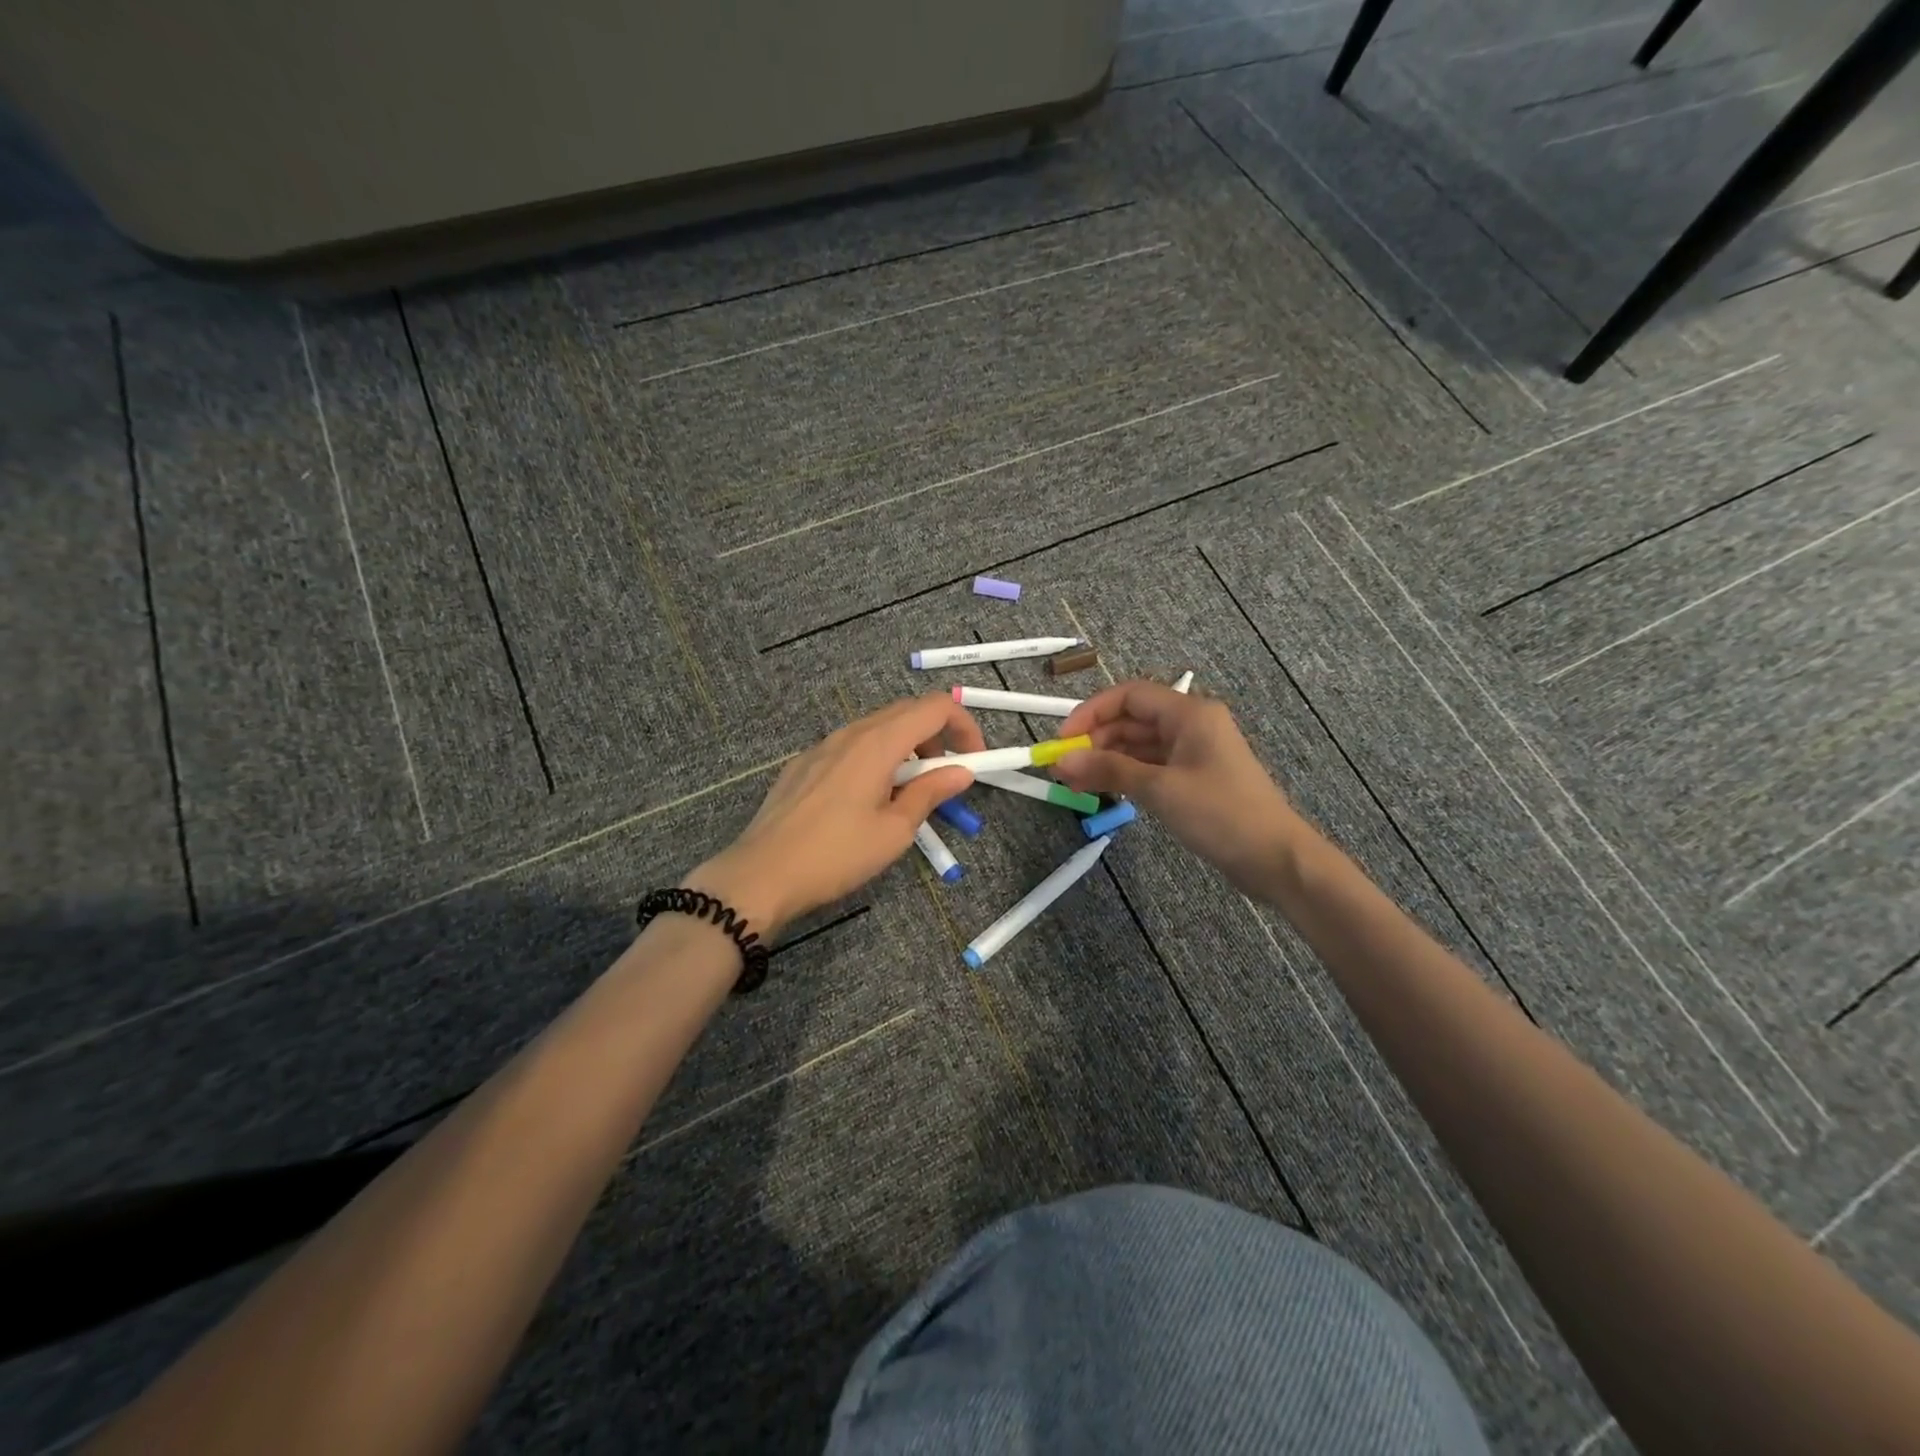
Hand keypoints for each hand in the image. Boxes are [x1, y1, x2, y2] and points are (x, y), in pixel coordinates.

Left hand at [686, 694, 985, 936]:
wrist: (761, 875)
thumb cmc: (836, 855)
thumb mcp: (895, 830)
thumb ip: (930, 793)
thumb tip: (962, 771)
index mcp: (879, 742)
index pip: (935, 706)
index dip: (964, 726)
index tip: (974, 761)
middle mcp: (850, 732)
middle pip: (907, 711)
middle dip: (938, 735)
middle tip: (947, 776)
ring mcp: (822, 746)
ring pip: (877, 728)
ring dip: (907, 747)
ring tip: (910, 790)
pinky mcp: (804, 763)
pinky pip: (851, 745)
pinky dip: (877, 756)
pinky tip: (869, 797)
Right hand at [1055, 680, 1306, 893]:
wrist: (1275, 858)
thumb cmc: (1220, 814)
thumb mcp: (1159, 789)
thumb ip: (1109, 769)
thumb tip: (1062, 760)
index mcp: (1189, 713)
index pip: (1129, 695)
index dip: (1091, 713)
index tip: (1063, 739)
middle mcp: (1191, 724)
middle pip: (1132, 720)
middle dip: (1095, 740)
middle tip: (1063, 768)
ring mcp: (1194, 752)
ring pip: (1139, 745)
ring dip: (1107, 760)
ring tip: (1075, 783)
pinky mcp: (1194, 778)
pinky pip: (1151, 766)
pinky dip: (1126, 775)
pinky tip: (1103, 790)